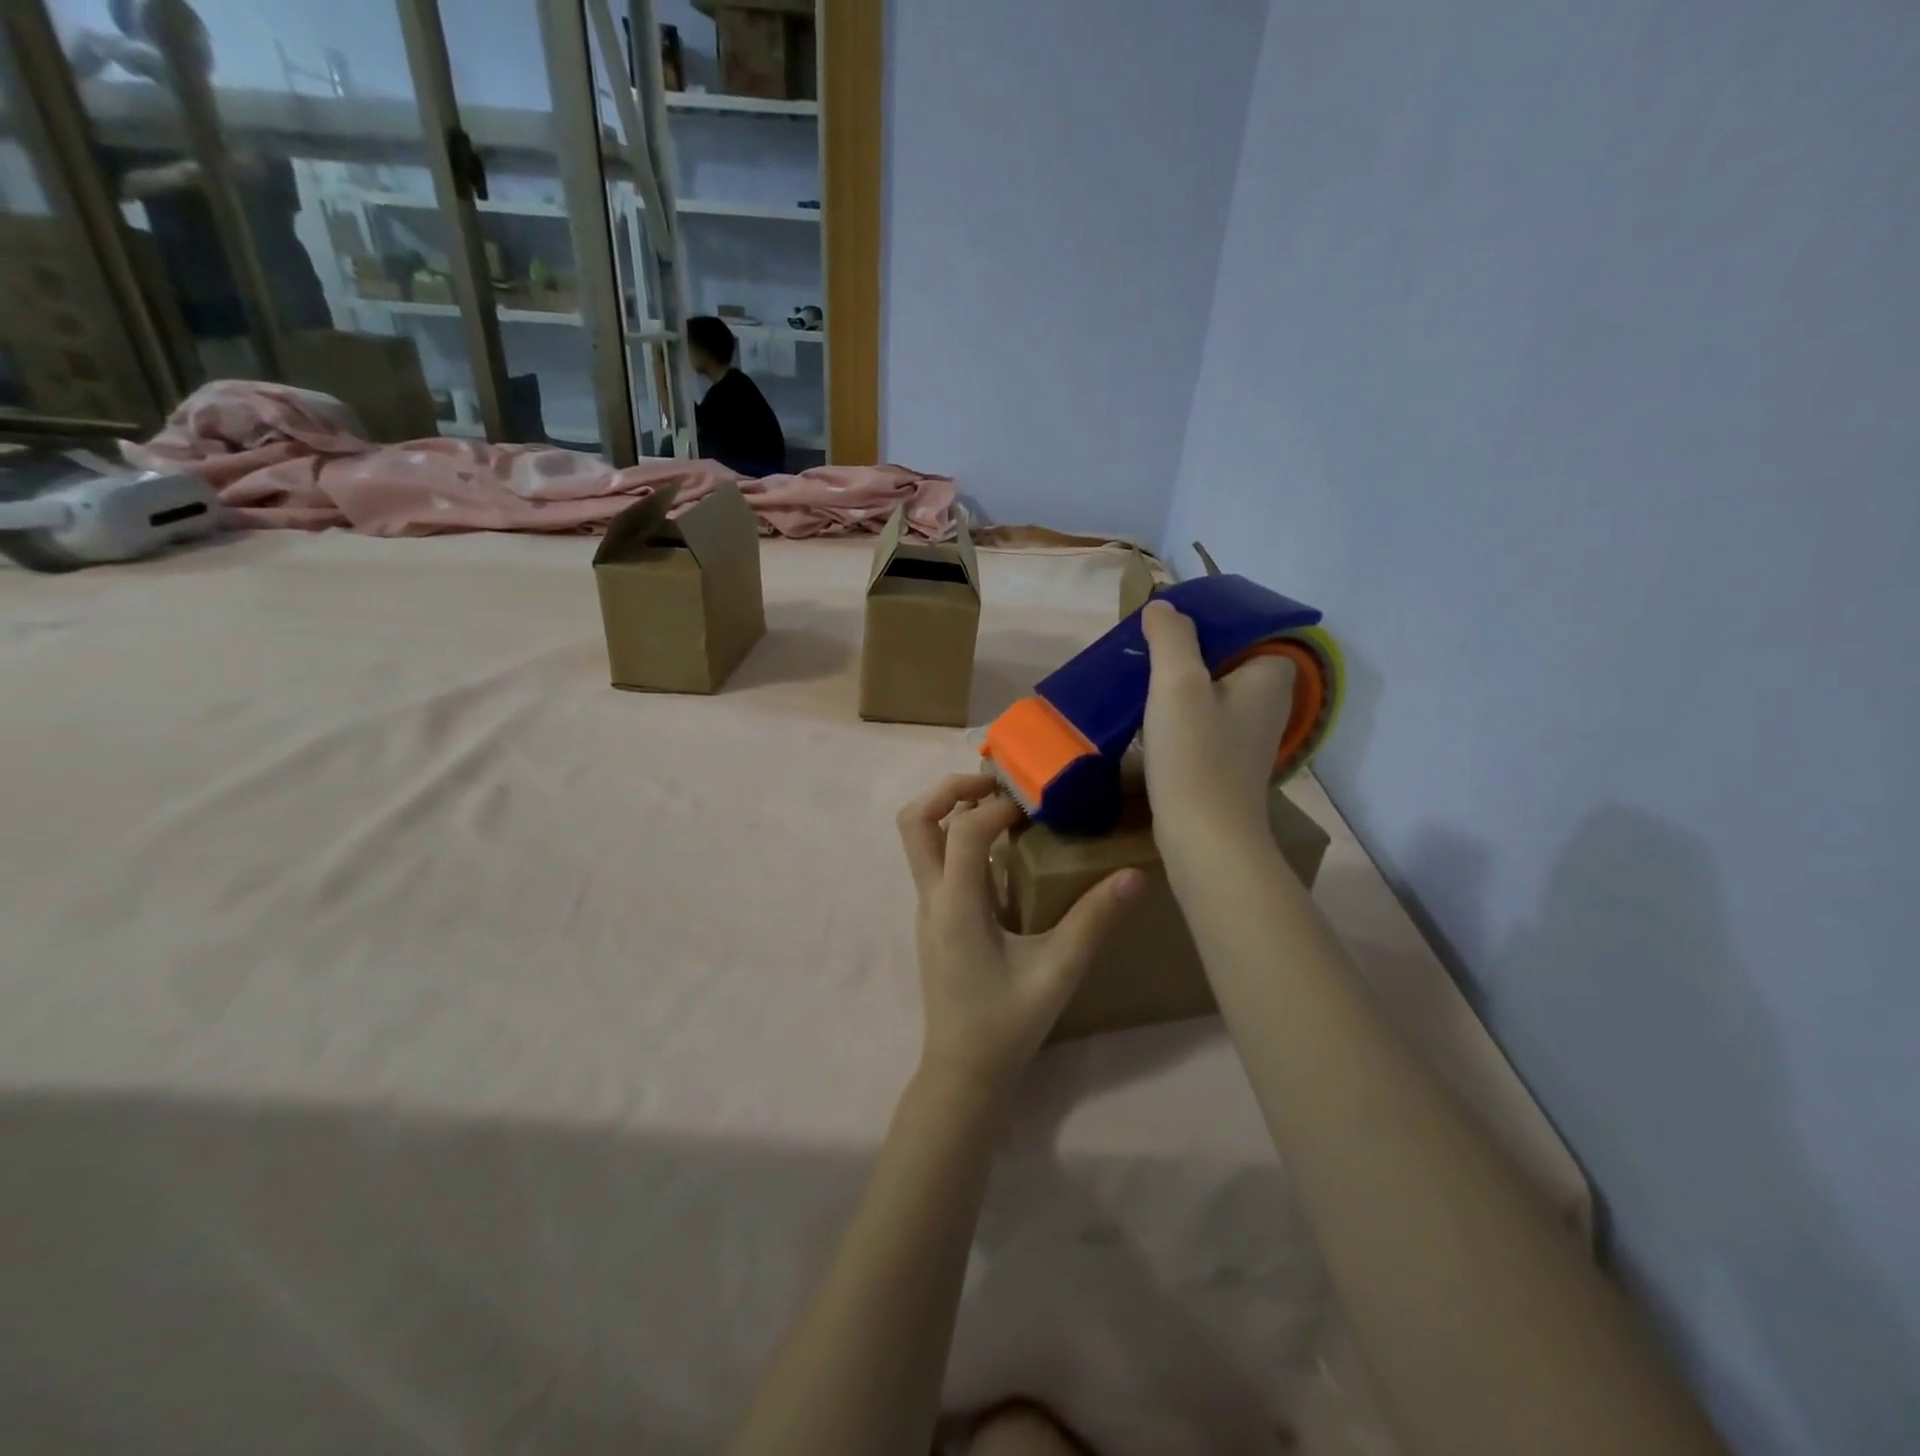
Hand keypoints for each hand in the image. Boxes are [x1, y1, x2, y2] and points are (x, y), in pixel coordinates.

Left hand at [898, 774, 1140, 1098]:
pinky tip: (1003, 851)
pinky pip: (935, 860)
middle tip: (996, 786)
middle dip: (950, 790)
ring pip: (918, 839)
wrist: (963, 1071)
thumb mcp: (1057, 972)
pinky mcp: (935, 917)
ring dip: (951, 810)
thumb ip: (1093, 922)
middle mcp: (932, 898)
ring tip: (1001, 808)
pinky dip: (959, 836)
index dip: (996, 809)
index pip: (963, 832)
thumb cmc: (1007, 1023)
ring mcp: (928, 907)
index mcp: (956, 906)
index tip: (1034, 806)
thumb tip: (1134, 875)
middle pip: (915, 821)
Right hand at [1141, 600, 1295, 853]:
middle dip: (1183, 651)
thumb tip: (1163, 606)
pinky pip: (1203, 718)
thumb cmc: (1196, 756)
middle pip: (1222, 656)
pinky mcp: (1229, 759)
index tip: (1162, 626)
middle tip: (1142, 651)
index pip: (1241, 626)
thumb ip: (1172, 637)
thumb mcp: (1178, 683)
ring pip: (1209, 689)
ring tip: (1137, 679)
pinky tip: (1147, 718)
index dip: (1201, 621)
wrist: (1205, 839)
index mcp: (1271, 674)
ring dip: (1176, 683)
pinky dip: (1178, 713)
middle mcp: (1270, 700)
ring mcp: (1250, 733)